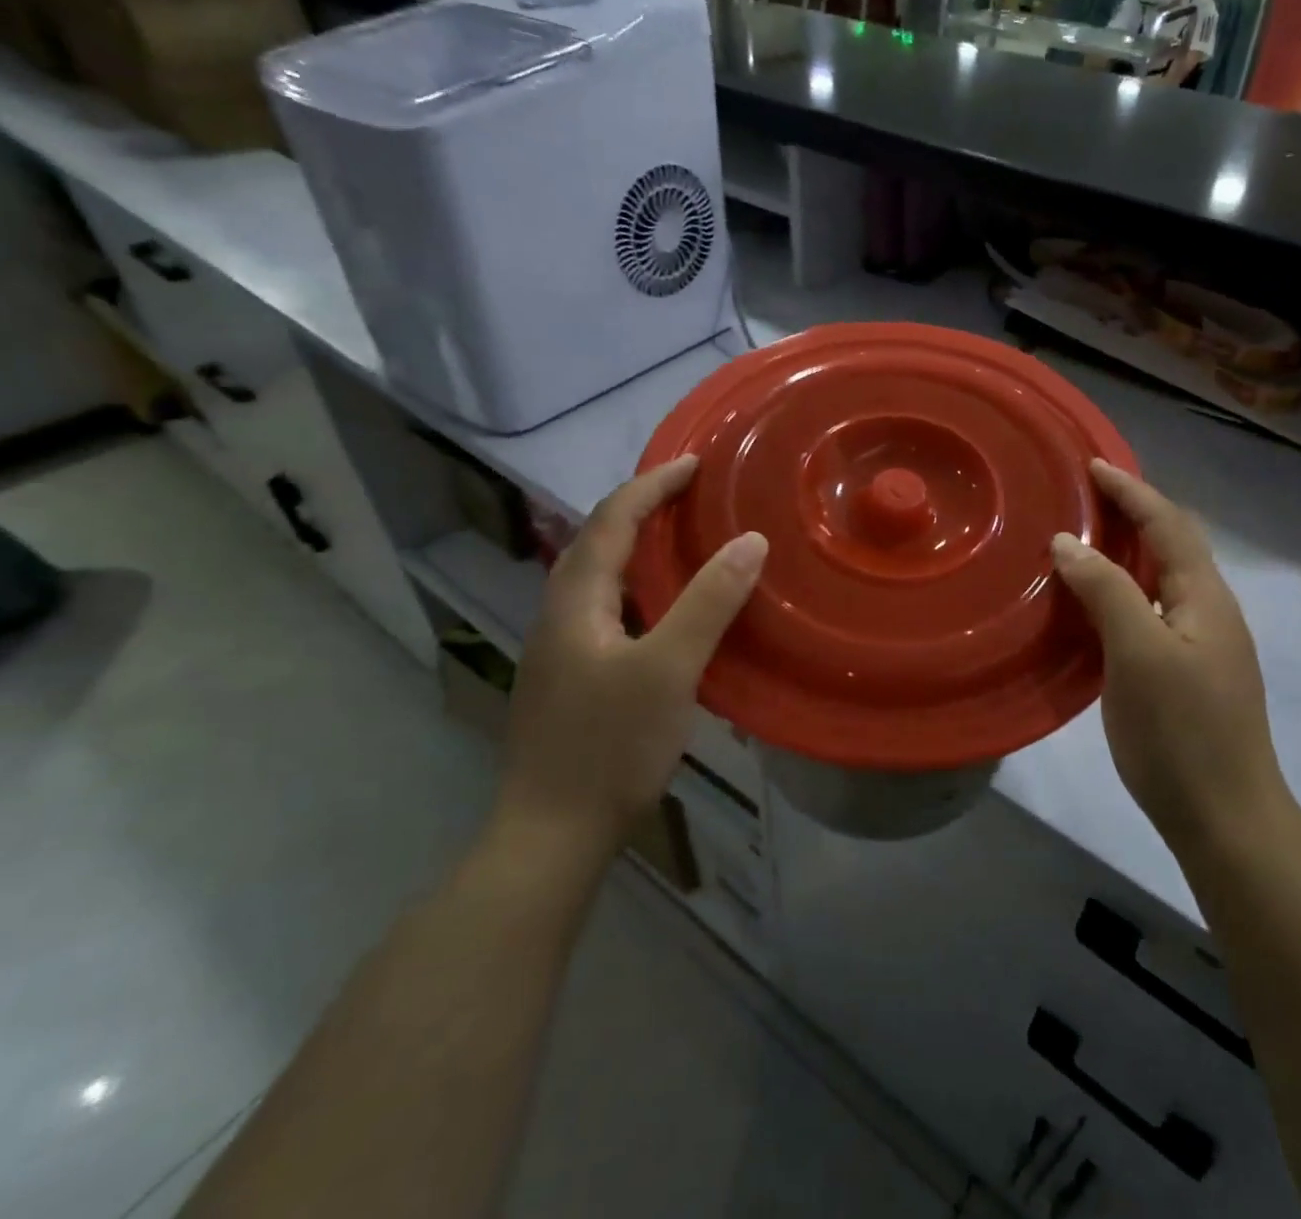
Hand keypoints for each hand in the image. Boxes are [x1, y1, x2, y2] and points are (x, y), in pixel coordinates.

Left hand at [495, 456, 765, 870]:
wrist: (550, 837)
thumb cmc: (608, 748)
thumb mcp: (668, 670)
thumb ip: (708, 603)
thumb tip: (749, 541)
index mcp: (574, 601)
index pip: (611, 520)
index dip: (652, 485)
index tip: (695, 462)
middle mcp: (559, 614)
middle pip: (597, 541)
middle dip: (642, 507)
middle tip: (692, 494)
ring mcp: (562, 650)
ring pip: (600, 578)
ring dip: (639, 546)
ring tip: (684, 537)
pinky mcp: (573, 678)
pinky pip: (608, 608)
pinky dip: (640, 586)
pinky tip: (667, 608)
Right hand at [1050, 460, 1288, 856]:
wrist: (1224, 818)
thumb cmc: (1181, 731)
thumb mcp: (1138, 652)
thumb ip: (1106, 590)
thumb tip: (1069, 542)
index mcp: (1205, 597)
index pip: (1168, 524)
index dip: (1132, 491)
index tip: (1092, 466)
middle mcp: (1210, 611)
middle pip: (1172, 545)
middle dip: (1133, 512)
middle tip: (1085, 497)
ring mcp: (1201, 645)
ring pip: (1162, 579)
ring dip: (1128, 551)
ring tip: (1085, 538)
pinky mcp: (1185, 673)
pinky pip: (1151, 610)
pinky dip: (1123, 589)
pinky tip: (1095, 603)